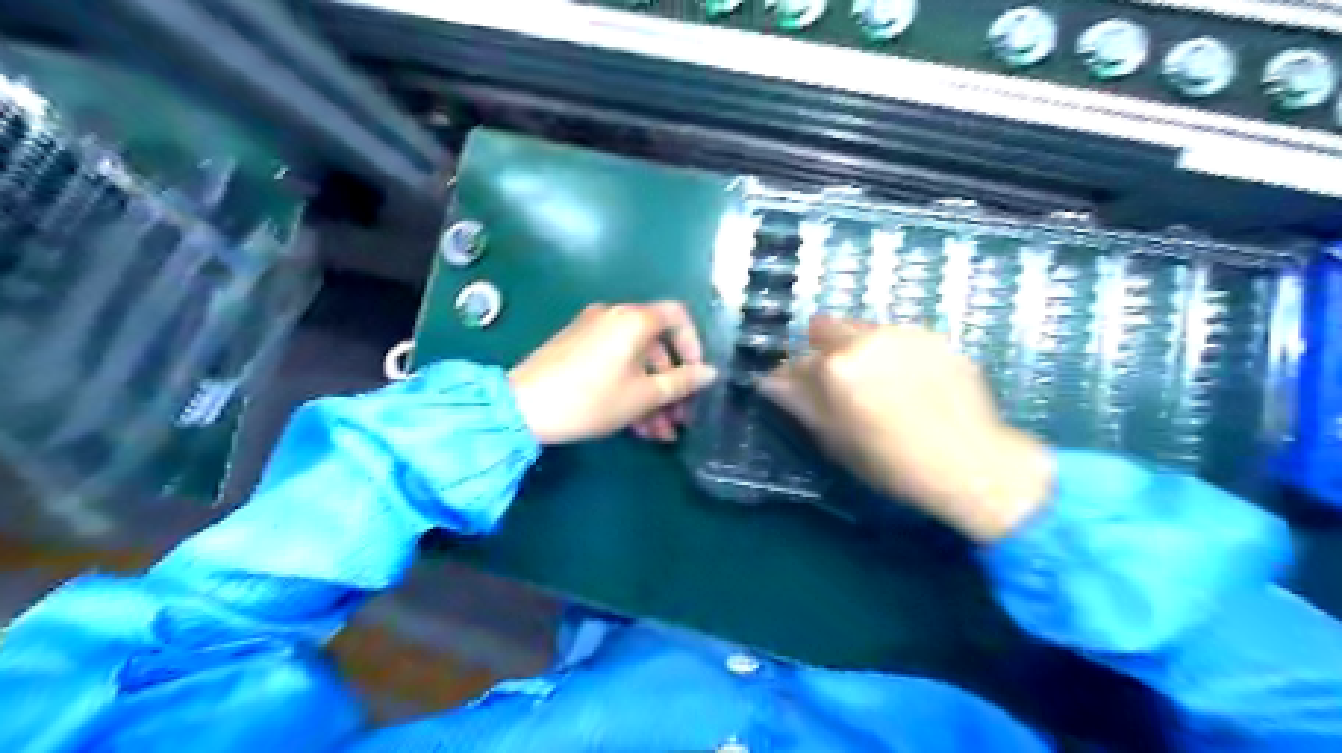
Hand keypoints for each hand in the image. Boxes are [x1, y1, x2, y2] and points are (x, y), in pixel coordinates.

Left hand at [509, 303, 717, 447]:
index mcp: (634, 319)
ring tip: (659, 433)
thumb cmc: (592, 399)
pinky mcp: (575, 348)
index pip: (678, 316)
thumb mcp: (643, 396)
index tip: (696, 377)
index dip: (693, 345)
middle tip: (679, 418)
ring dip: (651, 394)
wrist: (522, 408)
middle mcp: (614, 316)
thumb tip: (709, 372)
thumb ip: (681, 383)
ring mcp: (591, 331)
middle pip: (656, 344)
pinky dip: (628, 387)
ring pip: (635, 360)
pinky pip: (614, 363)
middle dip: (671, 384)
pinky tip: (636, 426)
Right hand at [761, 315, 1051, 541]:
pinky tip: (911, 383)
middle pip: (826, 327)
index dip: (793, 377)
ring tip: (880, 384)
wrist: (970, 462)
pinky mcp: (936, 337)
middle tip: (839, 383)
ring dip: (859, 348)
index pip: (795, 361)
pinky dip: (894, 353)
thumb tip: (770, 382)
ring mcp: (904, 333)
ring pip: (864, 330)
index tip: (798, 390)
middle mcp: (866, 338)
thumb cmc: (891, 462)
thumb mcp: (835, 440)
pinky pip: (899, 338)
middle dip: (823, 349)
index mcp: (835, 366)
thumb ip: (800, 403)